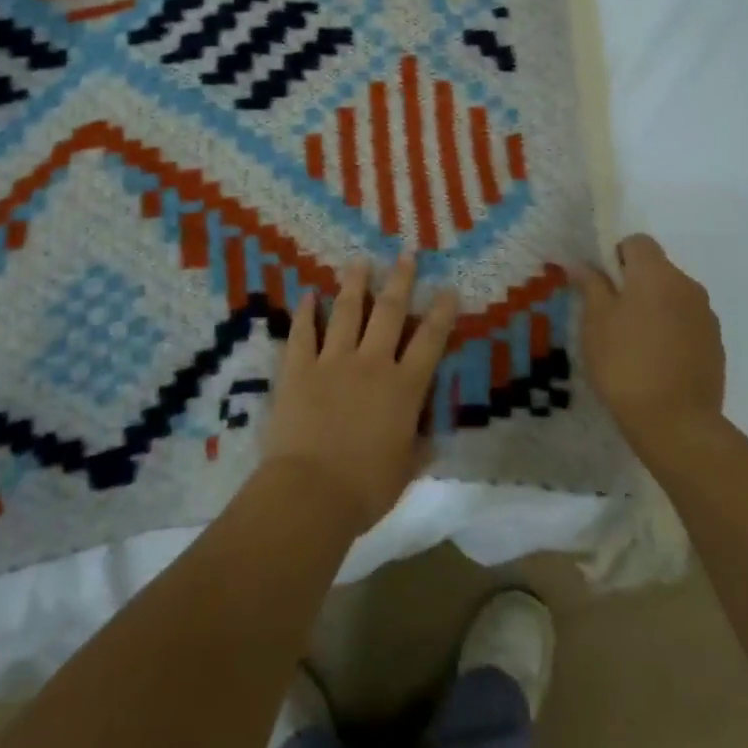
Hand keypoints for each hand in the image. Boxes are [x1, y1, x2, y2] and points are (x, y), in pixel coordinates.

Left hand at [262, 254, 459, 535]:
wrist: (310, 493)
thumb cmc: (365, 488)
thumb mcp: (405, 470)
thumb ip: (419, 448)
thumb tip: (431, 439)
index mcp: (404, 388)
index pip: (430, 341)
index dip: (441, 312)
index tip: (448, 288)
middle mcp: (372, 364)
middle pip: (389, 312)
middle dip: (400, 280)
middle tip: (405, 254)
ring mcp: (333, 361)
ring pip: (346, 312)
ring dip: (354, 284)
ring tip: (359, 261)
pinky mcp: (299, 369)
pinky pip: (303, 333)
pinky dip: (306, 313)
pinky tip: (307, 295)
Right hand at [573, 234, 724, 449]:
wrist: (676, 423)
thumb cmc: (625, 364)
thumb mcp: (595, 323)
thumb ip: (591, 286)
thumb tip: (580, 263)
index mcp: (657, 274)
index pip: (638, 242)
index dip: (616, 255)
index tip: (602, 285)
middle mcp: (687, 285)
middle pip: (657, 269)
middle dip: (634, 284)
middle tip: (610, 318)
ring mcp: (706, 316)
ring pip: (673, 297)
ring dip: (654, 308)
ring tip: (633, 345)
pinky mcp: (715, 344)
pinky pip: (687, 323)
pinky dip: (671, 331)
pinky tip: (656, 363)